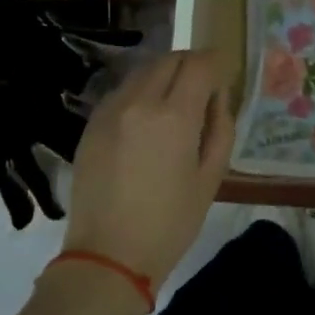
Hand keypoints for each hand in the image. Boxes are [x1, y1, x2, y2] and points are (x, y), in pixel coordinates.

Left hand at [61, 51, 235, 288]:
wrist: (108, 256)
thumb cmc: (171, 223)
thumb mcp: (211, 177)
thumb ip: (221, 128)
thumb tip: (217, 98)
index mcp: (175, 116)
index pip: (200, 64)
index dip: (217, 63)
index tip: (223, 77)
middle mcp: (139, 102)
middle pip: (170, 59)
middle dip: (191, 65)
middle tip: (203, 88)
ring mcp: (110, 111)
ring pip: (143, 71)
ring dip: (165, 75)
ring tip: (175, 104)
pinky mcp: (91, 124)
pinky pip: (122, 91)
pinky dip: (141, 92)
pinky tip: (146, 120)